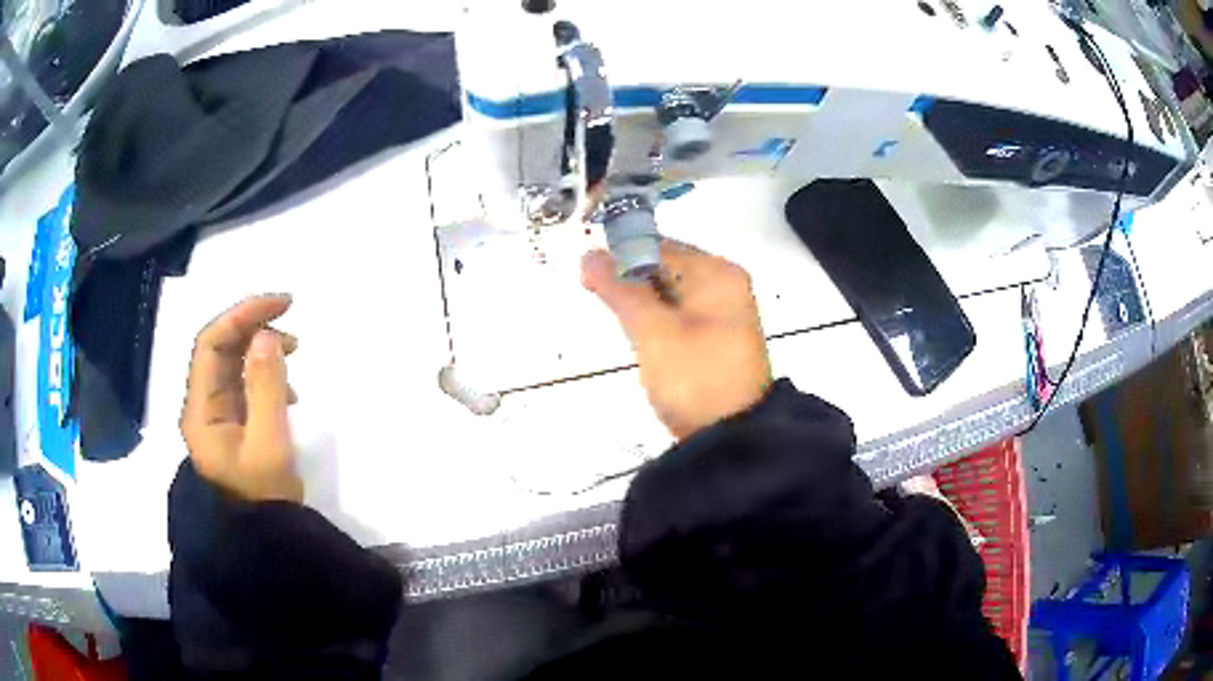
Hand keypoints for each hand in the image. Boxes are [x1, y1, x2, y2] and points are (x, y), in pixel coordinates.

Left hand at [180, 295, 301, 502]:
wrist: (261, 543)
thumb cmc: (262, 498)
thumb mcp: (269, 443)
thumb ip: (266, 387)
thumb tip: (266, 335)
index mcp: (201, 409)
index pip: (211, 342)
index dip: (243, 314)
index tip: (282, 304)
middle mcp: (202, 405)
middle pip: (219, 349)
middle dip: (253, 327)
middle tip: (291, 321)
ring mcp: (215, 417)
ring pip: (231, 365)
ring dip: (259, 349)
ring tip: (294, 353)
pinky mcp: (230, 426)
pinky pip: (241, 386)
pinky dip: (262, 375)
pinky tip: (286, 390)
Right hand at [582, 241, 770, 439]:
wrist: (731, 438)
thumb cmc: (694, 378)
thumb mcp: (653, 332)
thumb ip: (620, 290)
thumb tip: (589, 255)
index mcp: (716, 273)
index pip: (657, 246)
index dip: (620, 258)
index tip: (589, 281)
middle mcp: (723, 283)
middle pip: (663, 267)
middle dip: (631, 284)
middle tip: (612, 314)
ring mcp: (722, 310)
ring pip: (667, 292)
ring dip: (641, 306)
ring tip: (631, 333)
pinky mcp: (714, 335)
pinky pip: (677, 313)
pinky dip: (657, 322)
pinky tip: (646, 341)